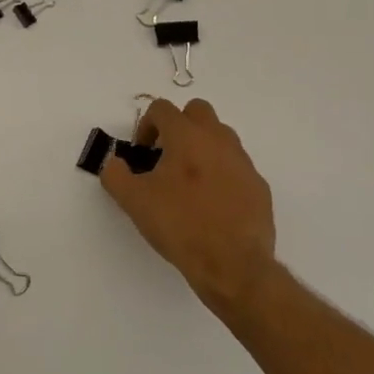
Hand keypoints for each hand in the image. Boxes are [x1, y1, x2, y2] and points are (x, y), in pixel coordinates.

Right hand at [99, 98, 278, 312]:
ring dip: (202, 147)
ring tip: (188, 181)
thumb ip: (115, 174)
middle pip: (197, 111)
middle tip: (166, 156)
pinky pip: (236, 166)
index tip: (142, 153)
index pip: (162, 108)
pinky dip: (222, 173)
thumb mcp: (133, 201)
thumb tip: (114, 163)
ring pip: (221, 136)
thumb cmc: (180, 225)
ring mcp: (243, 162)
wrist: (233, 265)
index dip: (145, 125)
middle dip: (178, 125)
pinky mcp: (259, 186)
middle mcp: (218, 140)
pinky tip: (211, 204)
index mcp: (186, 136)